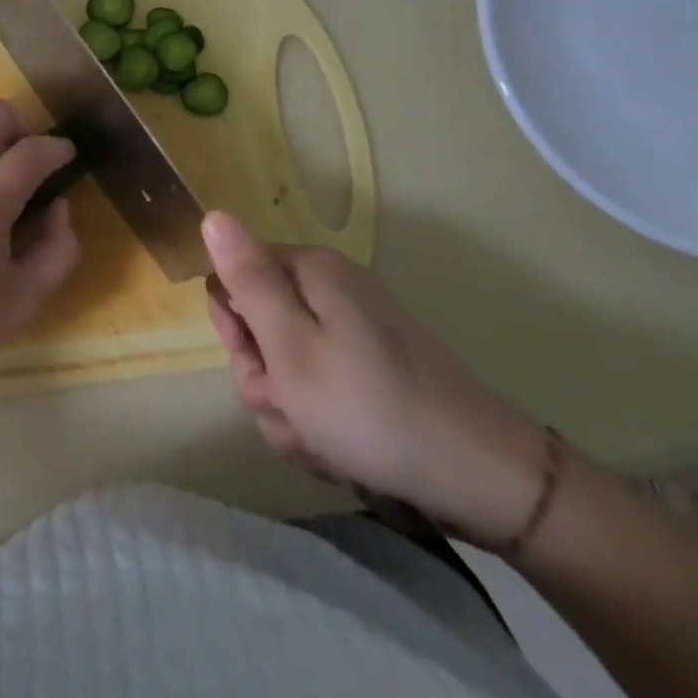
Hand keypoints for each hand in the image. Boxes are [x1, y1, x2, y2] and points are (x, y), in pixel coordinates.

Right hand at [202, 212, 548, 545]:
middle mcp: (333, 290)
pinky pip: (320, 390)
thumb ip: (247, 280)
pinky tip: (341, 450)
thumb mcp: (290, 346)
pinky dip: (319, 422)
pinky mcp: (375, 369)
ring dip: (290, 410)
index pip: (233, 279)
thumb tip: (213, 216)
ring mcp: (357, 330)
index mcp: (311, 271)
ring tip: (321, 440)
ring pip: (285, 367)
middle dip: (264, 378)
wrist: (485, 480)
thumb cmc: (370, 409)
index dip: (234, 327)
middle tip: (292, 409)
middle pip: (259, 325)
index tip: (261, 366)